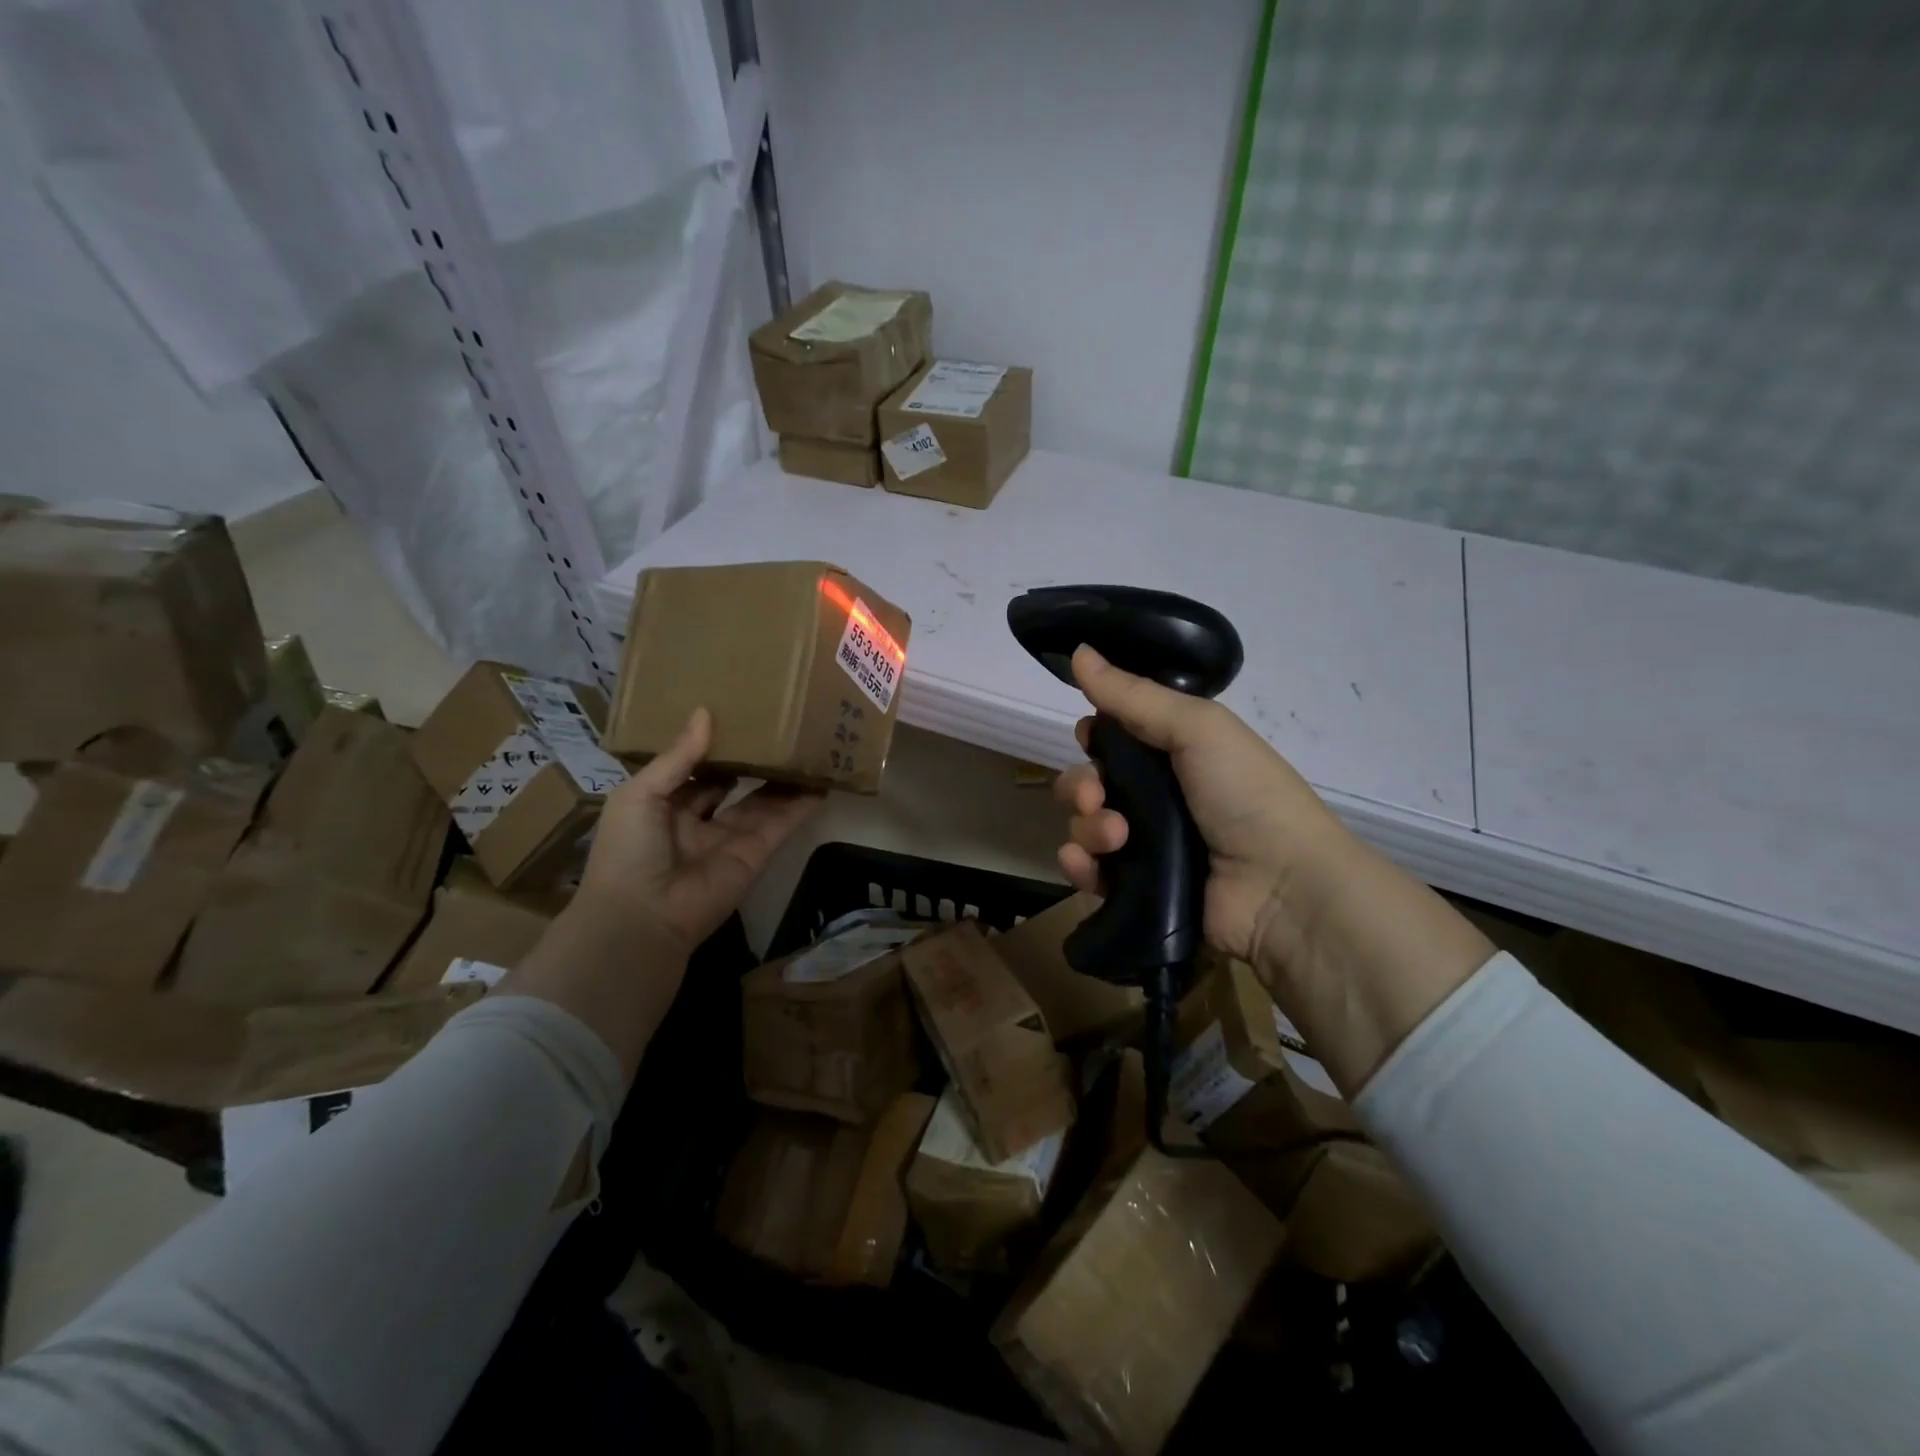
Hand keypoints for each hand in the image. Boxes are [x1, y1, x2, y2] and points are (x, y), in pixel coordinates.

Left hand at [577, 707, 822, 959]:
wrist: (643, 918)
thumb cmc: (628, 851)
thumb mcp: (639, 794)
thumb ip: (677, 756)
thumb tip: (706, 712)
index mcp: (665, 805)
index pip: (695, 769)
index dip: (715, 745)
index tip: (737, 714)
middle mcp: (700, 820)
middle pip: (733, 783)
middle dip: (752, 759)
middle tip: (778, 725)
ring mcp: (731, 838)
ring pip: (763, 800)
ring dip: (783, 777)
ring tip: (807, 744)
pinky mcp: (757, 853)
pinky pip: (782, 823)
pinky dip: (802, 803)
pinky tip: (821, 778)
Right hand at [1054, 645, 1352, 979]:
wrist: (1282, 888)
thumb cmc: (1245, 794)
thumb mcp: (1197, 728)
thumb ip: (1133, 694)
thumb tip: (1080, 651)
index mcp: (1175, 754)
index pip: (1114, 739)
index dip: (1094, 737)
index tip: (1090, 738)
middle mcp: (1157, 797)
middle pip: (1090, 783)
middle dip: (1080, 786)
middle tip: (1096, 796)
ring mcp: (1146, 846)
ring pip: (1086, 826)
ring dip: (1087, 826)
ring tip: (1116, 837)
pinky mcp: (1136, 889)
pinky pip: (1090, 872)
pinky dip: (1081, 866)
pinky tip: (1086, 863)